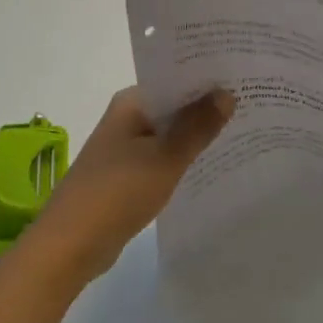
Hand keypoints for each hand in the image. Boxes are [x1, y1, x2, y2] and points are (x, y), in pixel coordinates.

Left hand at [26, 87, 234, 285]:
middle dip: (207, 107)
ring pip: (169, 133)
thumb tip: (226, 92)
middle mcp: (126, 118)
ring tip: (243, 131)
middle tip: (252, 104)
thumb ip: (197, 126)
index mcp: (131, 103)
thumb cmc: (118, 192)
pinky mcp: (126, 174)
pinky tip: (212, 165)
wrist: (70, 245)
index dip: (208, 78)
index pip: (175, 78)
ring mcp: (124, 147)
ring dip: (197, 134)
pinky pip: (161, 157)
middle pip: (173, 105)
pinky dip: (182, 158)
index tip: (244, 78)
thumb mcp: (165, 158)